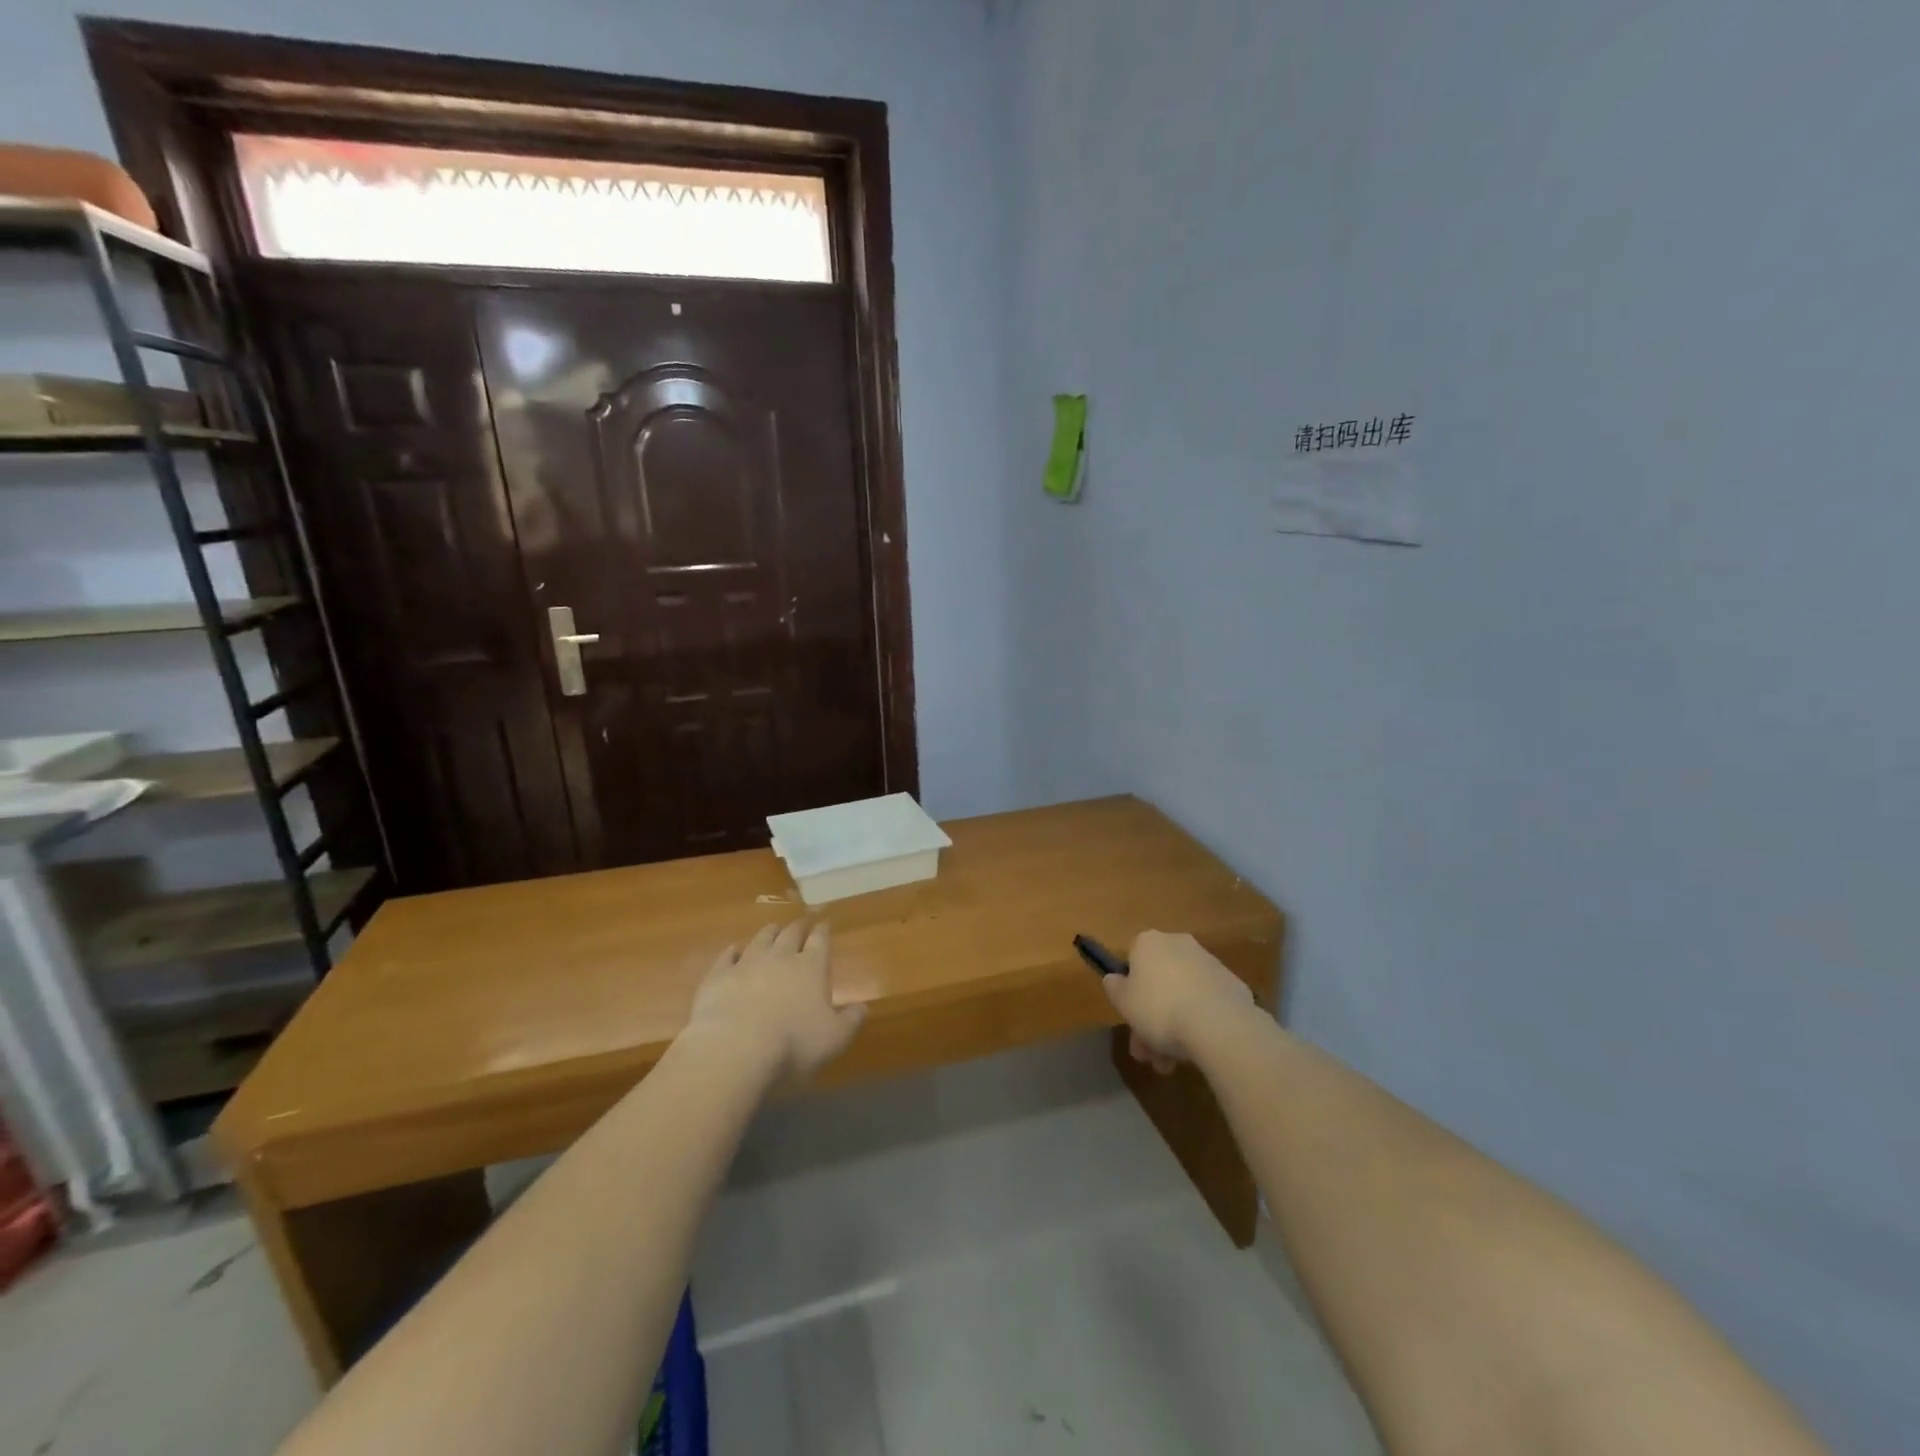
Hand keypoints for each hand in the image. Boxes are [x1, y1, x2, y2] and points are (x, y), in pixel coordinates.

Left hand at [686, 921, 865, 1083]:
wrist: (734, 1049)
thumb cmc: (793, 1045)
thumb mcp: (834, 1040)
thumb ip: (850, 1021)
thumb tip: (862, 1007)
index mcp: (811, 967)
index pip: (820, 941)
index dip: (823, 932)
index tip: (825, 925)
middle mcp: (780, 957)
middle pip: (790, 935)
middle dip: (797, 928)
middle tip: (800, 924)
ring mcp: (746, 964)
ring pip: (760, 940)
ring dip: (768, 933)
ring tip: (772, 928)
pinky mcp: (718, 977)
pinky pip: (726, 957)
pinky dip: (731, 951)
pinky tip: (733, 950)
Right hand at [1103, 930, 1253, 1072]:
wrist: (1219, 1024)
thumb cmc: (1160, 1009)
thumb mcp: (1123, 1002)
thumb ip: (1114, 987)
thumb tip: (1115, 979)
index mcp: (1149, 942)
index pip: (1132, 960)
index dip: (1129, 992)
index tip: (1130, 1019)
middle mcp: (1179, 944)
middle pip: (1159, 982)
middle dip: (1151, 1020)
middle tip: (1149, 1055)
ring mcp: (1209, 963)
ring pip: (1182, 995)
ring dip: (1174, 1027)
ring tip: (1172, 1064)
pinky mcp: (1232, 984)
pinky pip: (1206, 1003)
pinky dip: (1200, 1022)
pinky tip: (1198, 1049)